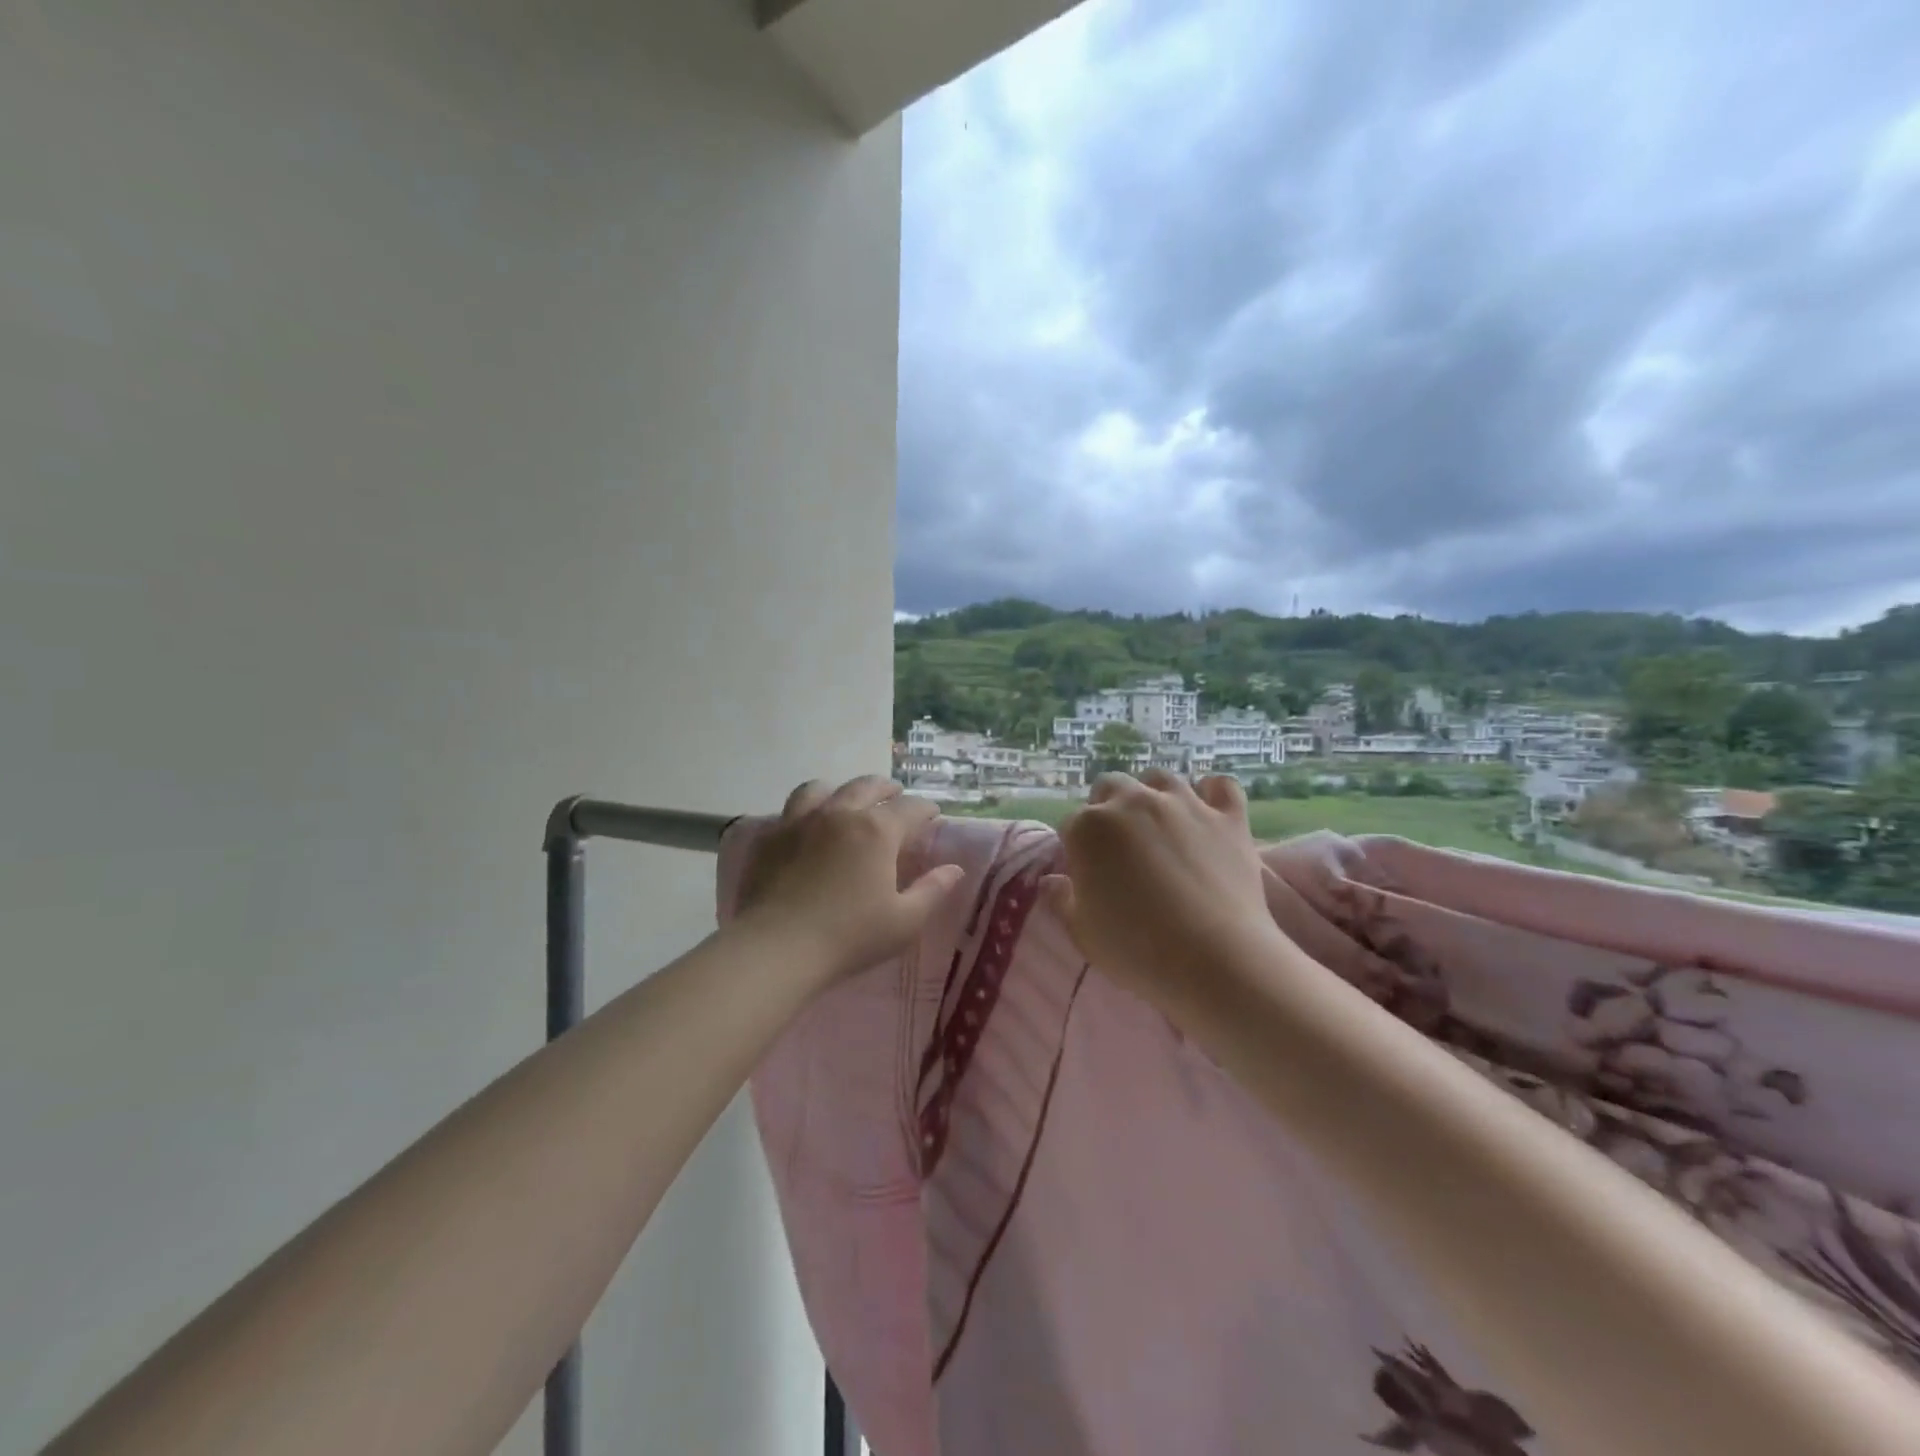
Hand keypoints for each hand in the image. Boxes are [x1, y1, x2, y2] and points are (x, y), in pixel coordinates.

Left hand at [733, 776, 964, 983]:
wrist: (777, 948)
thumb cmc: (849, 937)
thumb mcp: (904, 922)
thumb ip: (932, 891)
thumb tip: (954, 869)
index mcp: (877, 830)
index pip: (910, 808)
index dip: (926, 809)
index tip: (934, 814)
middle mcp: (840, 813)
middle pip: (867, 786)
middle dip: (887, 789)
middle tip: (896, 796)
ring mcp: (800, 821)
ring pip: (823, 788)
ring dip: (843, 790)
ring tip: (848, 801)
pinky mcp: (771, 837)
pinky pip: (791, 809)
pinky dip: (807, 809)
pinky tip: (808, 824)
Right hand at [1046, 771, 1285, 1014]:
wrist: (1214, 961)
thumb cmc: (1136, 951)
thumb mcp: (1082, 933)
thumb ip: (1061, 901)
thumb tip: (1051, 882)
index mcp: (1089, 828)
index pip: (1071, 825)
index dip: (1076, 849)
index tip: (1086, 873)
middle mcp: (1133, 802)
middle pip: (1110, 787)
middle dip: (1107, 809)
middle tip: (1118, 847)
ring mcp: (1183, 804)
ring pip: (1160, 778)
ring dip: (1153, 795)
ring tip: (1158, 825)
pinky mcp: (1227, 817)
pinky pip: (1220, 786)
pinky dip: (1212, 794)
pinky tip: (1208, 811)